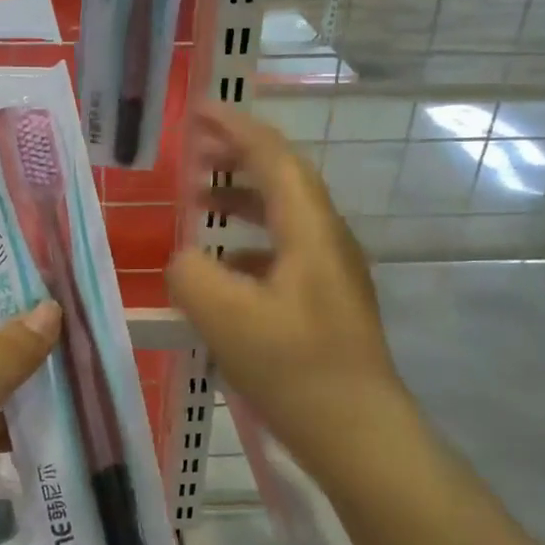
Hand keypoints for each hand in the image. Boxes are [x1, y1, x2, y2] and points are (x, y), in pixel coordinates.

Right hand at [167, 105, 406, 469]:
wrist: (358, 433)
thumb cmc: (295, 368)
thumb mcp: (225, 318)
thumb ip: (191, 274)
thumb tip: (185, 260)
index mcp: (310, 230)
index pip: (274, 157)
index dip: (236, 128)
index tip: (199, 110)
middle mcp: (328, 240)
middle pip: (283, 179)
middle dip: (238, 156)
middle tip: (195, 149)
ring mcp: (332, 272)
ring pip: (284, 216)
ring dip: (242, 199)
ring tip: (200, 198)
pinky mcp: (327, 302)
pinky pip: (284, 252)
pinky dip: (249, 244)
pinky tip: (223, 267)